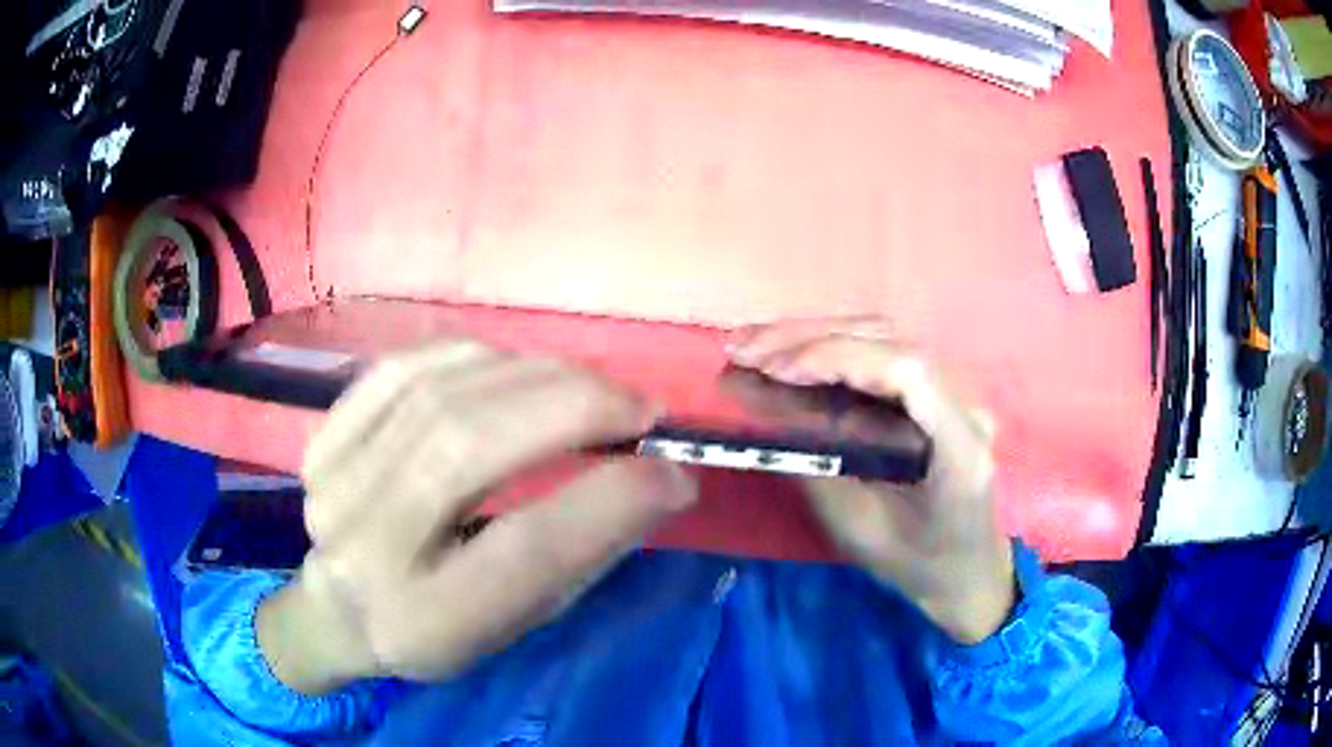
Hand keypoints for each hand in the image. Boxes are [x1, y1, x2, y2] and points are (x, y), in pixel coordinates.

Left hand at [257, 342, 696, 693]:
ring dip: (532, 374)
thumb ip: (580, 554)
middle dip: (573, 408)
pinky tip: (514, 366)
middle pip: (469, 446)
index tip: (674, 470)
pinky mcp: (321, 441)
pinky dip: (472, 356)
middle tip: (638, 407)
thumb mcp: (517, 622)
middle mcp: (367, 548)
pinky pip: (399, 368)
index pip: (527, 549)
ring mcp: (333, 484)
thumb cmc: (440, 629)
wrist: (339, 610)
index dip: (611, 497)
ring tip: (588, 385)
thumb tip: (656, 478)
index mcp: (425, 622)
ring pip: (439, 394)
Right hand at [728, 319, 1012, 643]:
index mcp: (960, 446)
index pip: (908, 372)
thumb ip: (818, 466)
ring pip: (883, 336)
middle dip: (810, 338)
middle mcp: (965, 403)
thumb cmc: (917, 563)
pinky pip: (881, 353)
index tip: (776, 372)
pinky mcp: (935, 390)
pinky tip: (789, 354)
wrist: (967, 568)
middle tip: (742, 349)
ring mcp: (954, 390)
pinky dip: (830, 347)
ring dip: (814, 334)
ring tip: (753, 345)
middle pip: (891, 340)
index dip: (840, 358)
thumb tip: (764, 408)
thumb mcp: (860, 529)